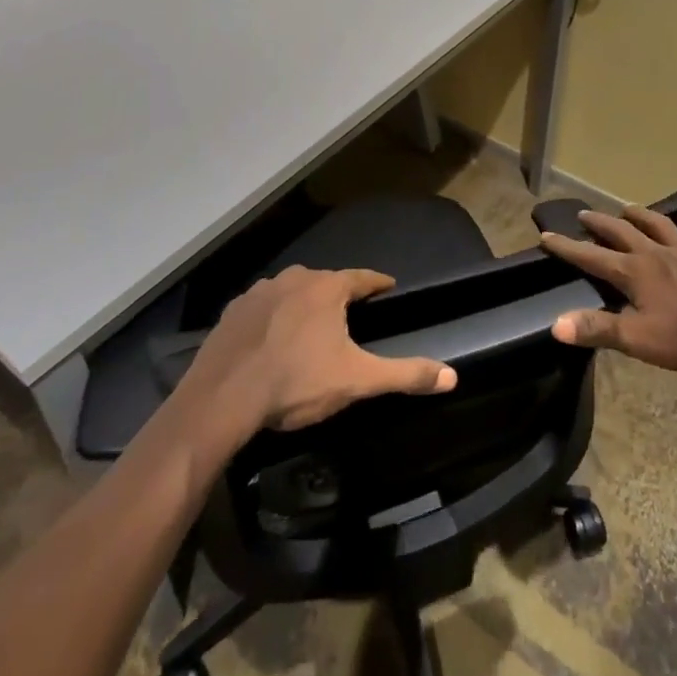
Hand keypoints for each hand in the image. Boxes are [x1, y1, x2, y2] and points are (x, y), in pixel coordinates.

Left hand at [189, 266, 456, 432]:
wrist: (223, 397)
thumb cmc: (296, 382)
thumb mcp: (357, 380)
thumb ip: (405, 374)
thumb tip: (452, 376)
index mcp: (327, 289)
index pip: (362, 278)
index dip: (377, 283)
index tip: (388, 287)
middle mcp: (294, 278)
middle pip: (325, 282)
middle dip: (338, 295)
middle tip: (349, 315)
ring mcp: (259, 292)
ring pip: (291, 291)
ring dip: (303, 303)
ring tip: (309, 327)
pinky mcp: (232, 311)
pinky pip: (262, 307)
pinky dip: (271, 317)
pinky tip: (270, 337)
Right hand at [542, 205, 676, 372]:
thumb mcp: (637, 339)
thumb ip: (597, 329)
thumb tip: (556, 325)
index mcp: (634, 273)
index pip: (591, 257)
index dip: (567, 247)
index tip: (545, 235)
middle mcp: (655, 254)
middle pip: (622, 233)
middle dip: (599, 223)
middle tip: (583, 214)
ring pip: (659, 226)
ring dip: (641, 216)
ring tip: (628, 208)